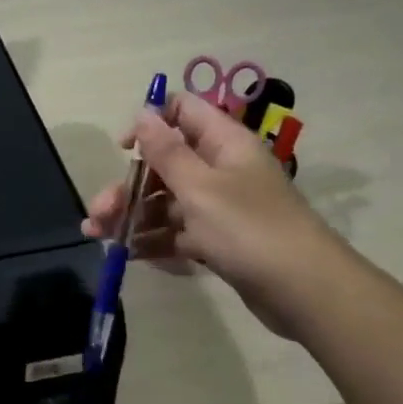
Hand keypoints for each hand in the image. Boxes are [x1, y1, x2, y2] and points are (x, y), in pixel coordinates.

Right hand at [82, 90, 345, 335]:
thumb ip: (166, 151)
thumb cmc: (249, 229)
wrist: (303, 292)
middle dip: (128, 186)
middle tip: (99, 212)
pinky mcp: (218, 240)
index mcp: (223, 144)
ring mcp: (220, 207)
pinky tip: (129, 254)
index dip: (151, 122)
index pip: (184, 112)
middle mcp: (221, 169)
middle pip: (164, 165)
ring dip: (131, 216)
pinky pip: (177, 232)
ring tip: (100, 236)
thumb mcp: (200, 187)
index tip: (123, 148)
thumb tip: (143, 113)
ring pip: (166, 202)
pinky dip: (153, 240)